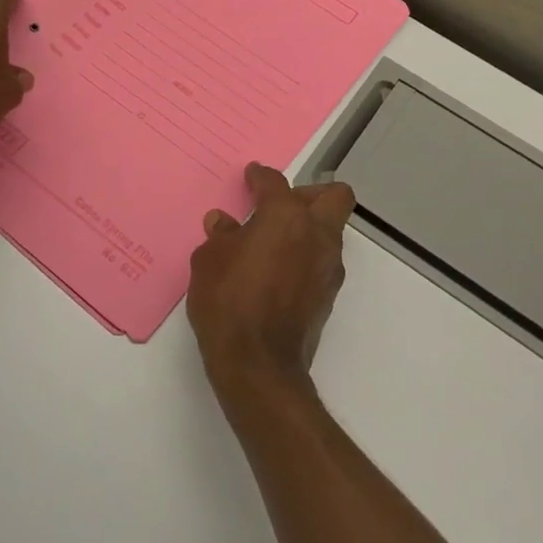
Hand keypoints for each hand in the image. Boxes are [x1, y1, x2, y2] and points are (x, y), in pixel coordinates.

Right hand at [188, 162, 356, 400]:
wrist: (258, 365)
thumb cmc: (228, 301)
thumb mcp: (209, 261)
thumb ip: (221, 236)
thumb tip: (224, 223)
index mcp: (286, 216)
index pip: (275, 183)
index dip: (260, 177)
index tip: (252, 177)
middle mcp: (316, 234)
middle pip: (333, 197)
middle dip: (309, 194)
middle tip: (279, 205)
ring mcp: (328, 266)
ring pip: (330, 231)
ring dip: (307, 229)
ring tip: (272, 243)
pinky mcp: (328, 296)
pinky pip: (321, 261)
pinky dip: (304, 258)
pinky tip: (276, 272)